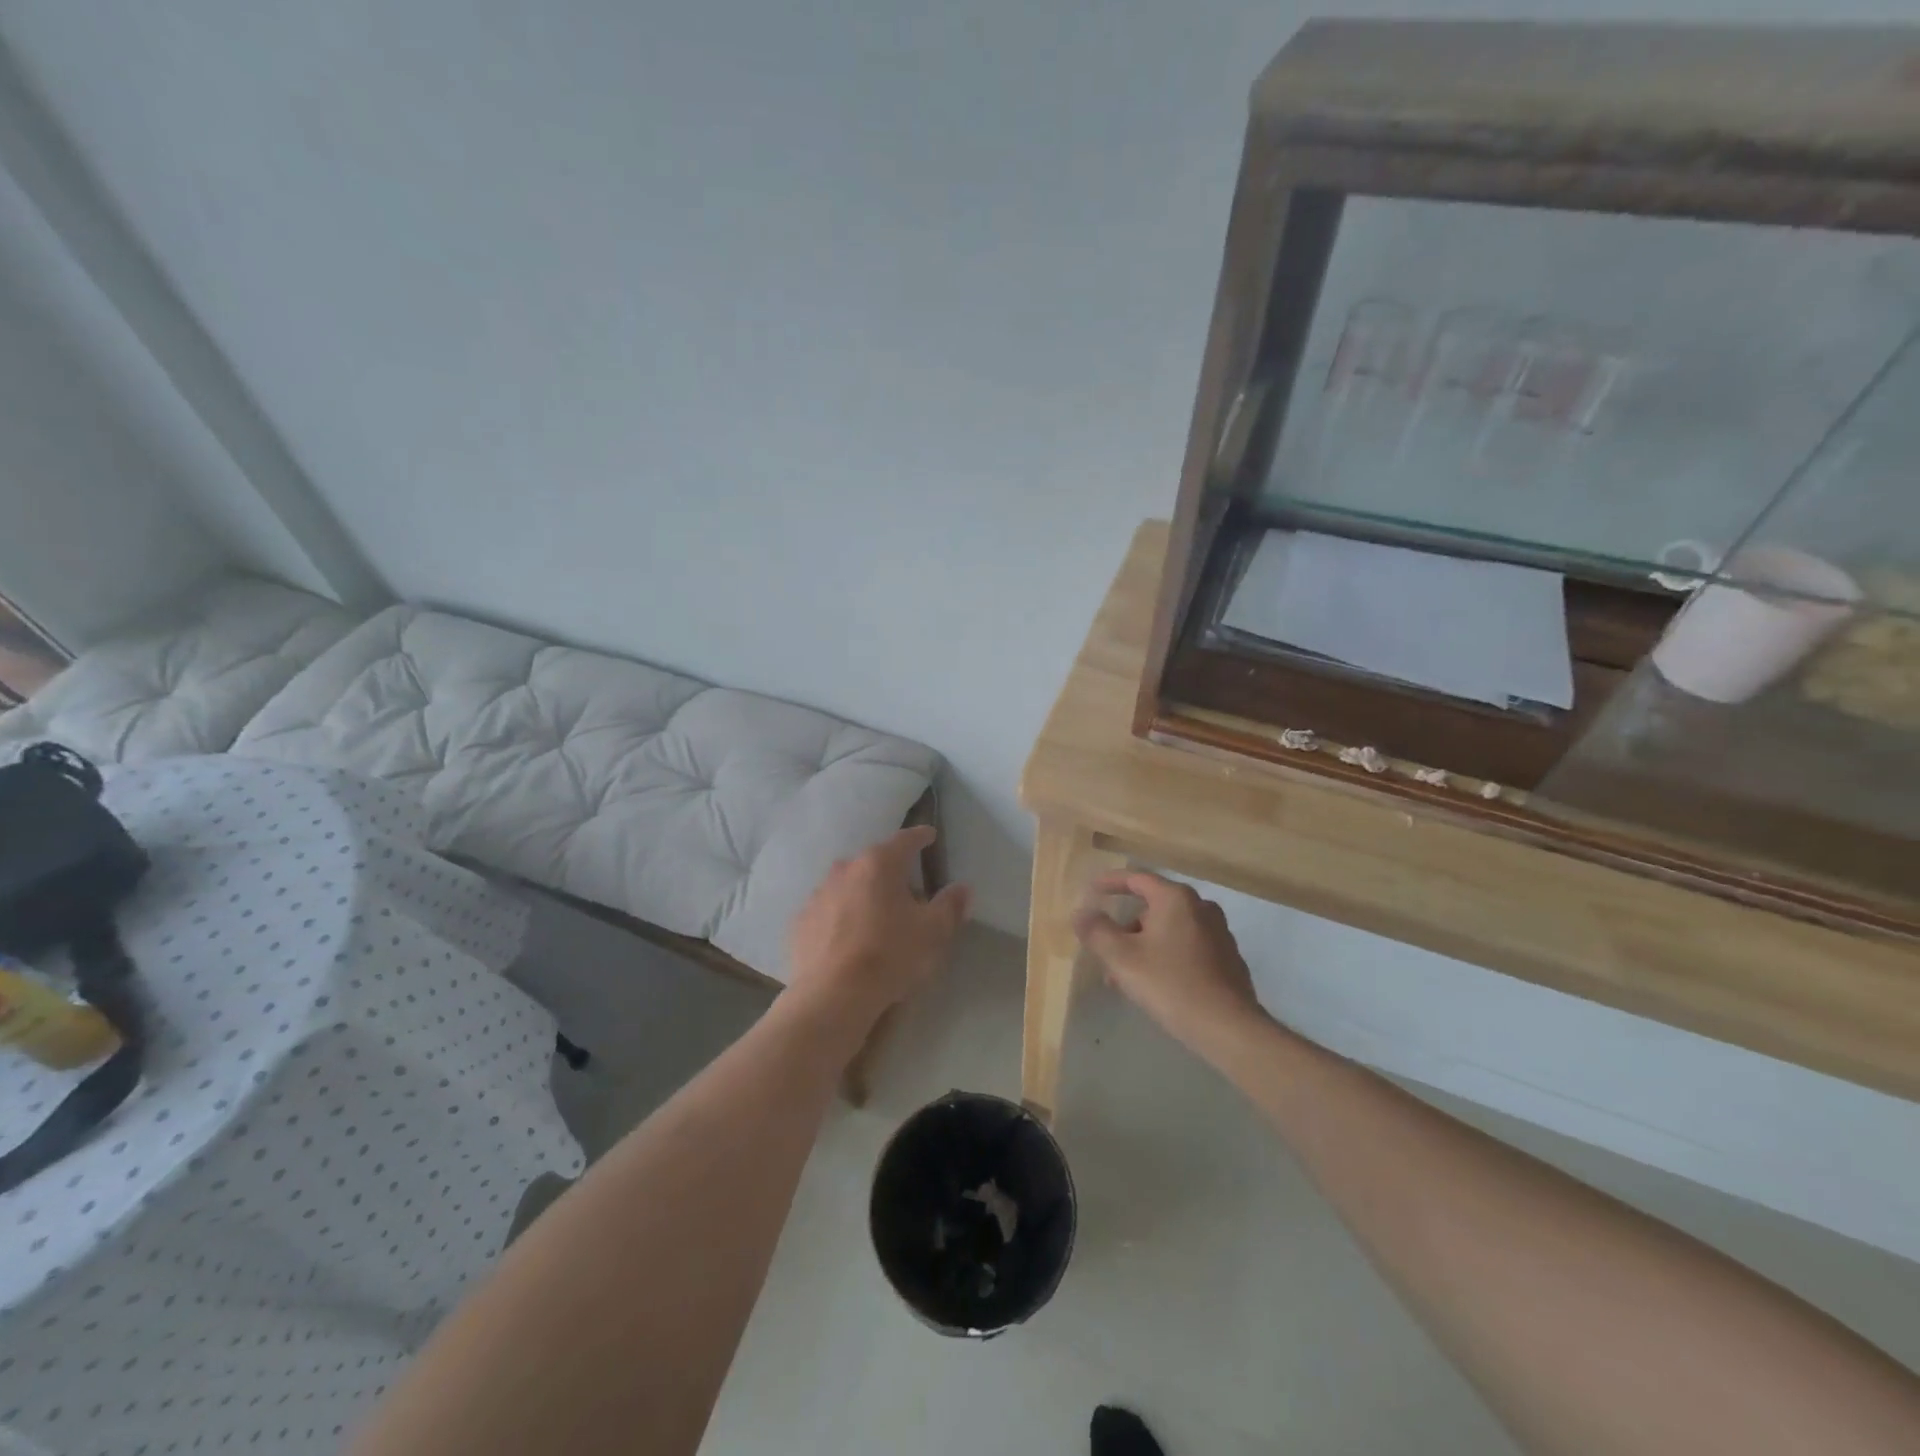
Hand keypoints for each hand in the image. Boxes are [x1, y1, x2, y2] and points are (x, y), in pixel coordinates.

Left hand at [787, 825, 970, 1029]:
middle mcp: (845, 869)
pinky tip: (849, 940)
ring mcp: (818, 894)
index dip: (921, 837)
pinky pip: (828, 911)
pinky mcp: (801, 921)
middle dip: (891, 872)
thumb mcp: (933, 932)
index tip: (930, 836)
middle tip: (908, 893)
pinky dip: (841, 918)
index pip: (905, 839)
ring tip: (877, 920)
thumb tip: (962, 888)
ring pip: (849, 886)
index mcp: (879, 864)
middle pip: (874, 863)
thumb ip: (950, 906)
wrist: (832, 996)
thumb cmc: (890, 955)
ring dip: (864, 895)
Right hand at [1073, 870, 1264, 1057]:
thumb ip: (1096, 931)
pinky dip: (1166, 958)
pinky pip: (1186, 948)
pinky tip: (1156, 987)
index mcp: (1176, 899)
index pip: (1137, 878)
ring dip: (1143, 947)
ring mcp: (1219, 933)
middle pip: (1152, 908)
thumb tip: (1082, 913)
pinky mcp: (1228, 959)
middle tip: (1106, 953)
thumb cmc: (1171, 984)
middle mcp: (1201, 908)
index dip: (1110, 883)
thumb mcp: (1122, 958)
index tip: (1091, 890)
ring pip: (1168, 931)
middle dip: (1125, 929)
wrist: (1229, 1028)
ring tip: (1125, 980)